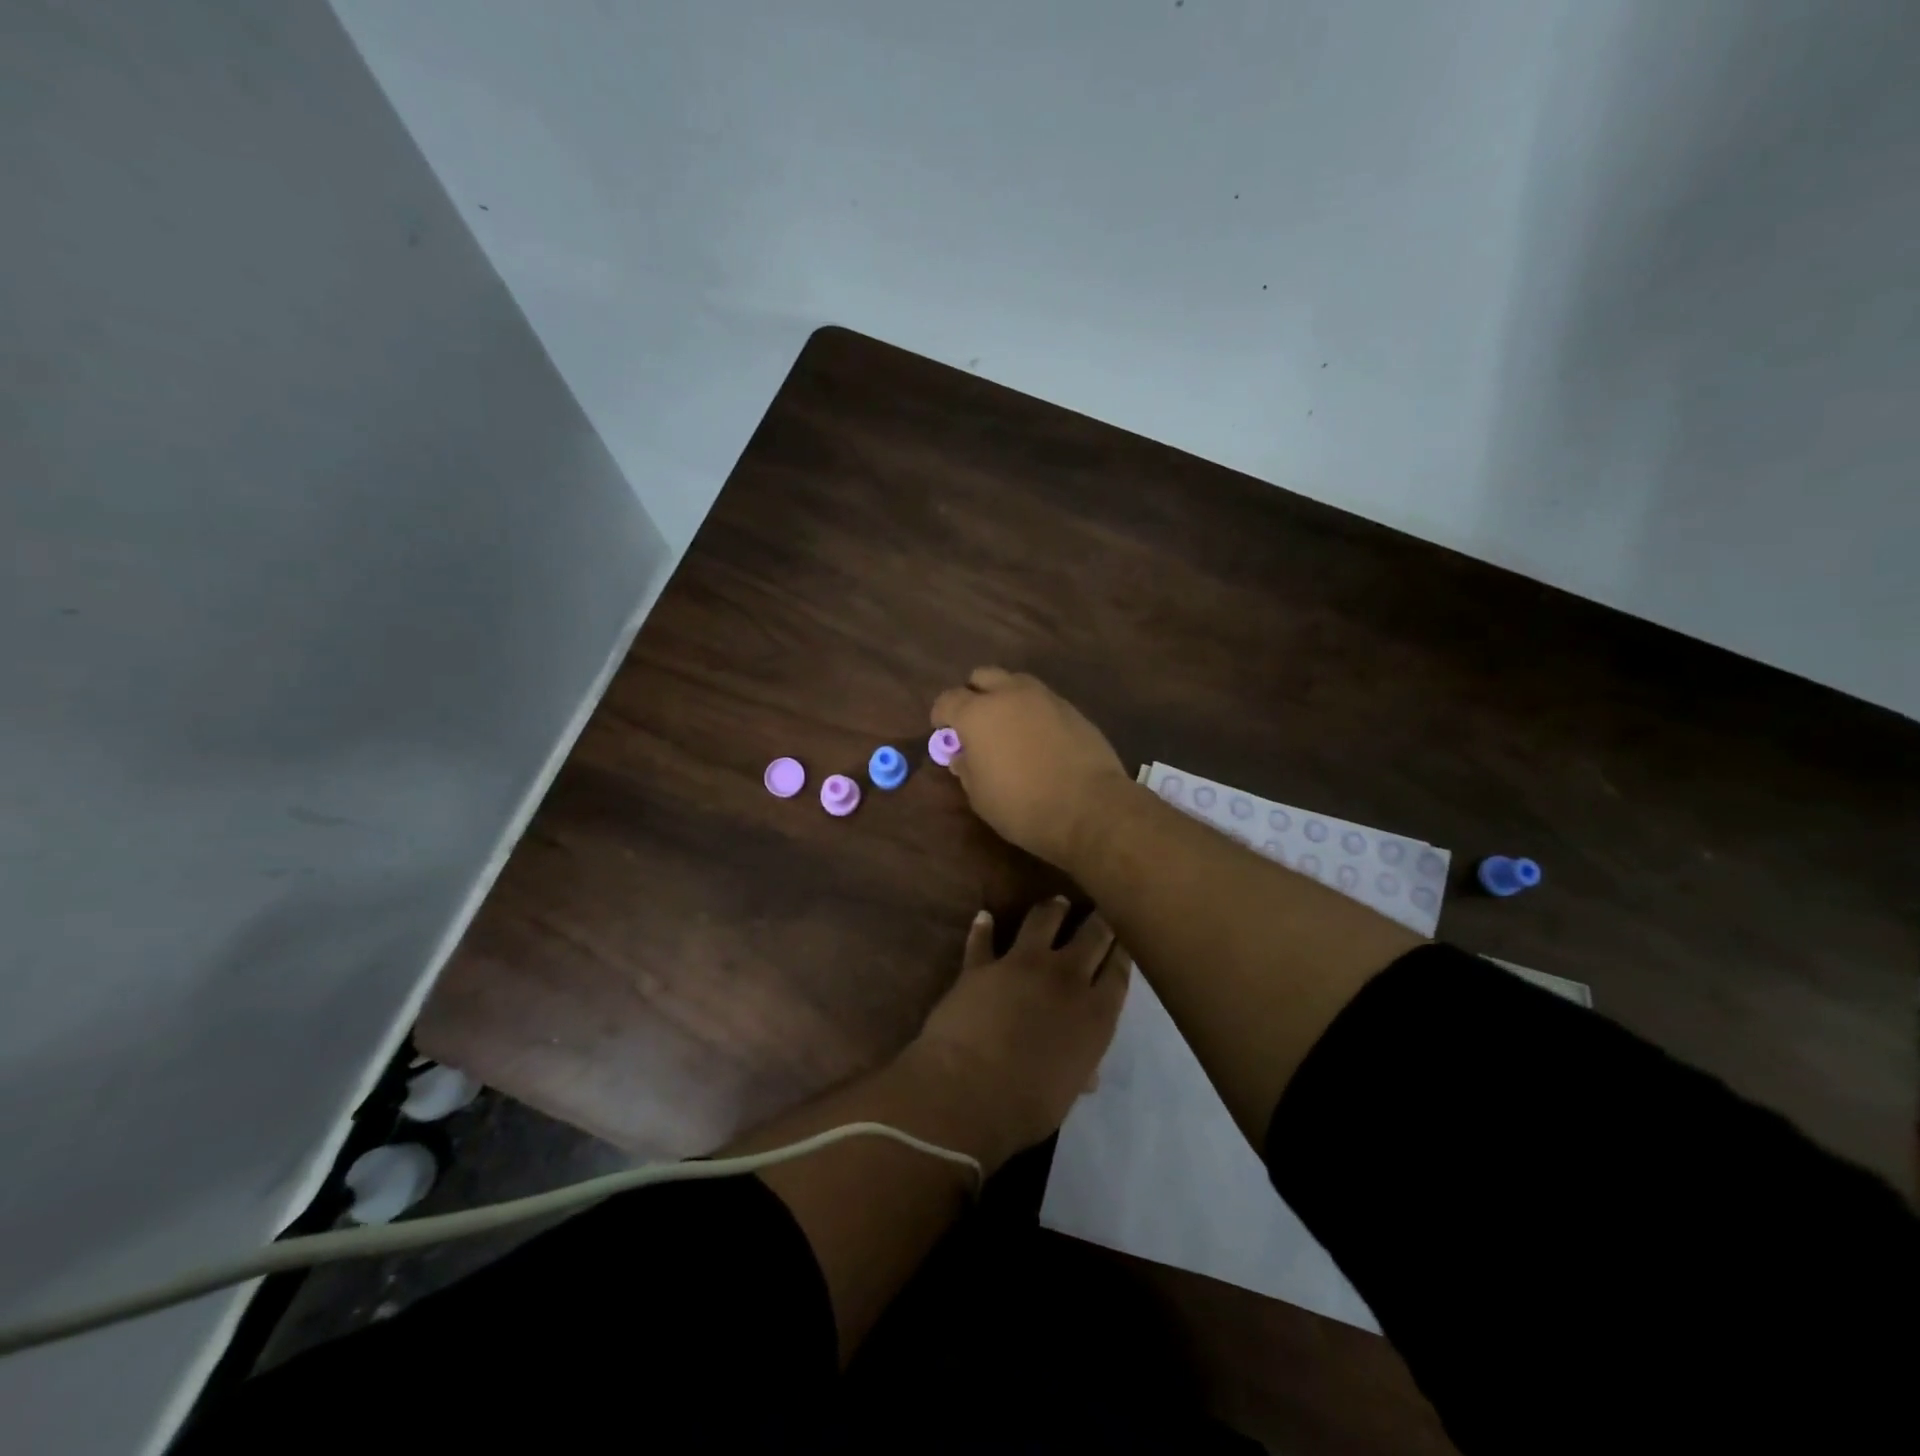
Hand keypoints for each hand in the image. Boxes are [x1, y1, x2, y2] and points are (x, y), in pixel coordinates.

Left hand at [907, 899, 1130, 1163]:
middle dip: (1100, 920)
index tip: (1126, 936)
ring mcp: (1022, 963)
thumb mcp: (1067, 1091)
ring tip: (1058, 903)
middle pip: (1092, 935)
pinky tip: (985, 916)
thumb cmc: (1028, 1105)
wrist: (969, 1091)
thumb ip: (1081, 1068)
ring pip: (1044, 920)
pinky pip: (983, 938)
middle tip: (1102, 909)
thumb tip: (1089, 1074)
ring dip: (1053, 909)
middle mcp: (1065, 977)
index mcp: (1096, 1012)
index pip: (1118, 969)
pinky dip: (984, 927)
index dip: (1123, 949)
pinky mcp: (982, 963)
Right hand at [930, 668, 1132, 867]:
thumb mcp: (980, 796)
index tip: (944, 732)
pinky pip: (1042, 700)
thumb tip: (962, 755)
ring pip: (1015, 682)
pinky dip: (1032, 711)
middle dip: (974, 695)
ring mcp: (1044, 697)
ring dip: (1005, 697)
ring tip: (1008, 727)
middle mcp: (1009, 695)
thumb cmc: (1023, 806)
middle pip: (982, 676)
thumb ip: (966, 768)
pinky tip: (1037, 737)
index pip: (948, 700)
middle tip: (975, 724)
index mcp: (978, 714)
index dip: (941, 715)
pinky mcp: (1071, 708)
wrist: (1089, 807)